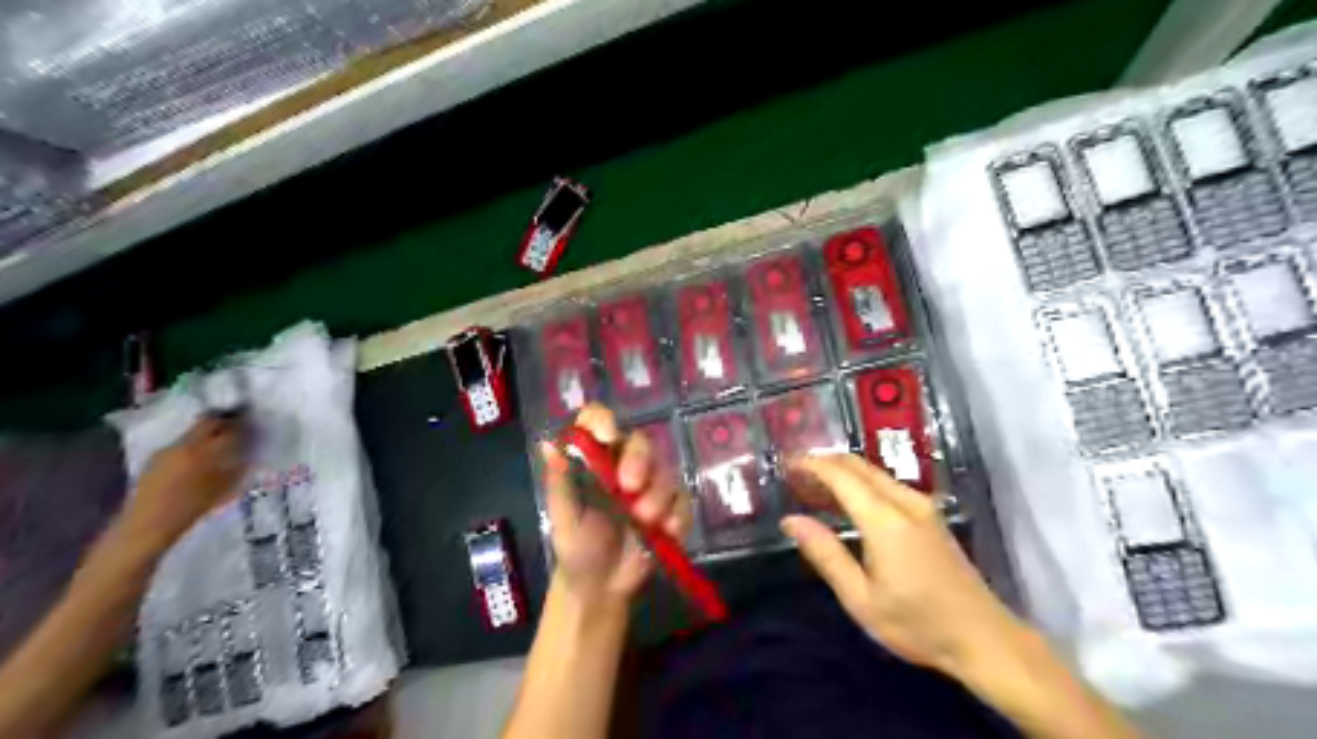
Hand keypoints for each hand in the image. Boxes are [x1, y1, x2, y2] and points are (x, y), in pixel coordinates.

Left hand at [120, 417, 250, 547]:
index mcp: (202, 449)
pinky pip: (181, 445)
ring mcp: (166, 450)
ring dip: (208, 434)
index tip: (253, 425)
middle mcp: (183, 444)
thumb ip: (238, 465)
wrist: (146, 526)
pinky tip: (199, 459)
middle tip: (238, 428)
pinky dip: (194, 446)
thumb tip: (248, 450)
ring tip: (220, 445)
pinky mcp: (155, 459)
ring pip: (193, 433)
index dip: (242, 424)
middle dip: (224, 423)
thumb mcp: (224, 487)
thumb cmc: (191, 508)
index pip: (228, 427)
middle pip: (207, 423)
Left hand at [541, 406, 692, 609]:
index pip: (598, 422)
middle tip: (630, 487)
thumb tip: (548, 444)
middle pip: (640, 442)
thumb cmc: (576, 548)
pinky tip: (668, 532)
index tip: (607, 436)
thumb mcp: (563, 517)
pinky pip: (683, 499)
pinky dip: (678, 514)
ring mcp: (652, 485)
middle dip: (639, 461)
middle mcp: (625, 464)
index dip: (603, 421)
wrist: (601, 588)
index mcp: (595, 459)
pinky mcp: (672, 507)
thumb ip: (559, 482)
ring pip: (665, 470)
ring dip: (658, 495)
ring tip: (645, 522)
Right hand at [781, 455, 1028, 681]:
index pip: (841, 476)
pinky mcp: (931, 515)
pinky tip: (847, 501)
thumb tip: (790, 520)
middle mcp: (905, 502)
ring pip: (874, 472)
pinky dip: (860, 482)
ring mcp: (923, 506)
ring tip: (813, 487)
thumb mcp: (861, 598)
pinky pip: (888, 484)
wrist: (984, 638)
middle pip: (859, 465)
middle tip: (794, 474)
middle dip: (824, 462)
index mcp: (885, 520)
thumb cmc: (917, 624)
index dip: (811, 465)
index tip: (786, 465)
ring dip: (842, 471)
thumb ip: (825, 554)